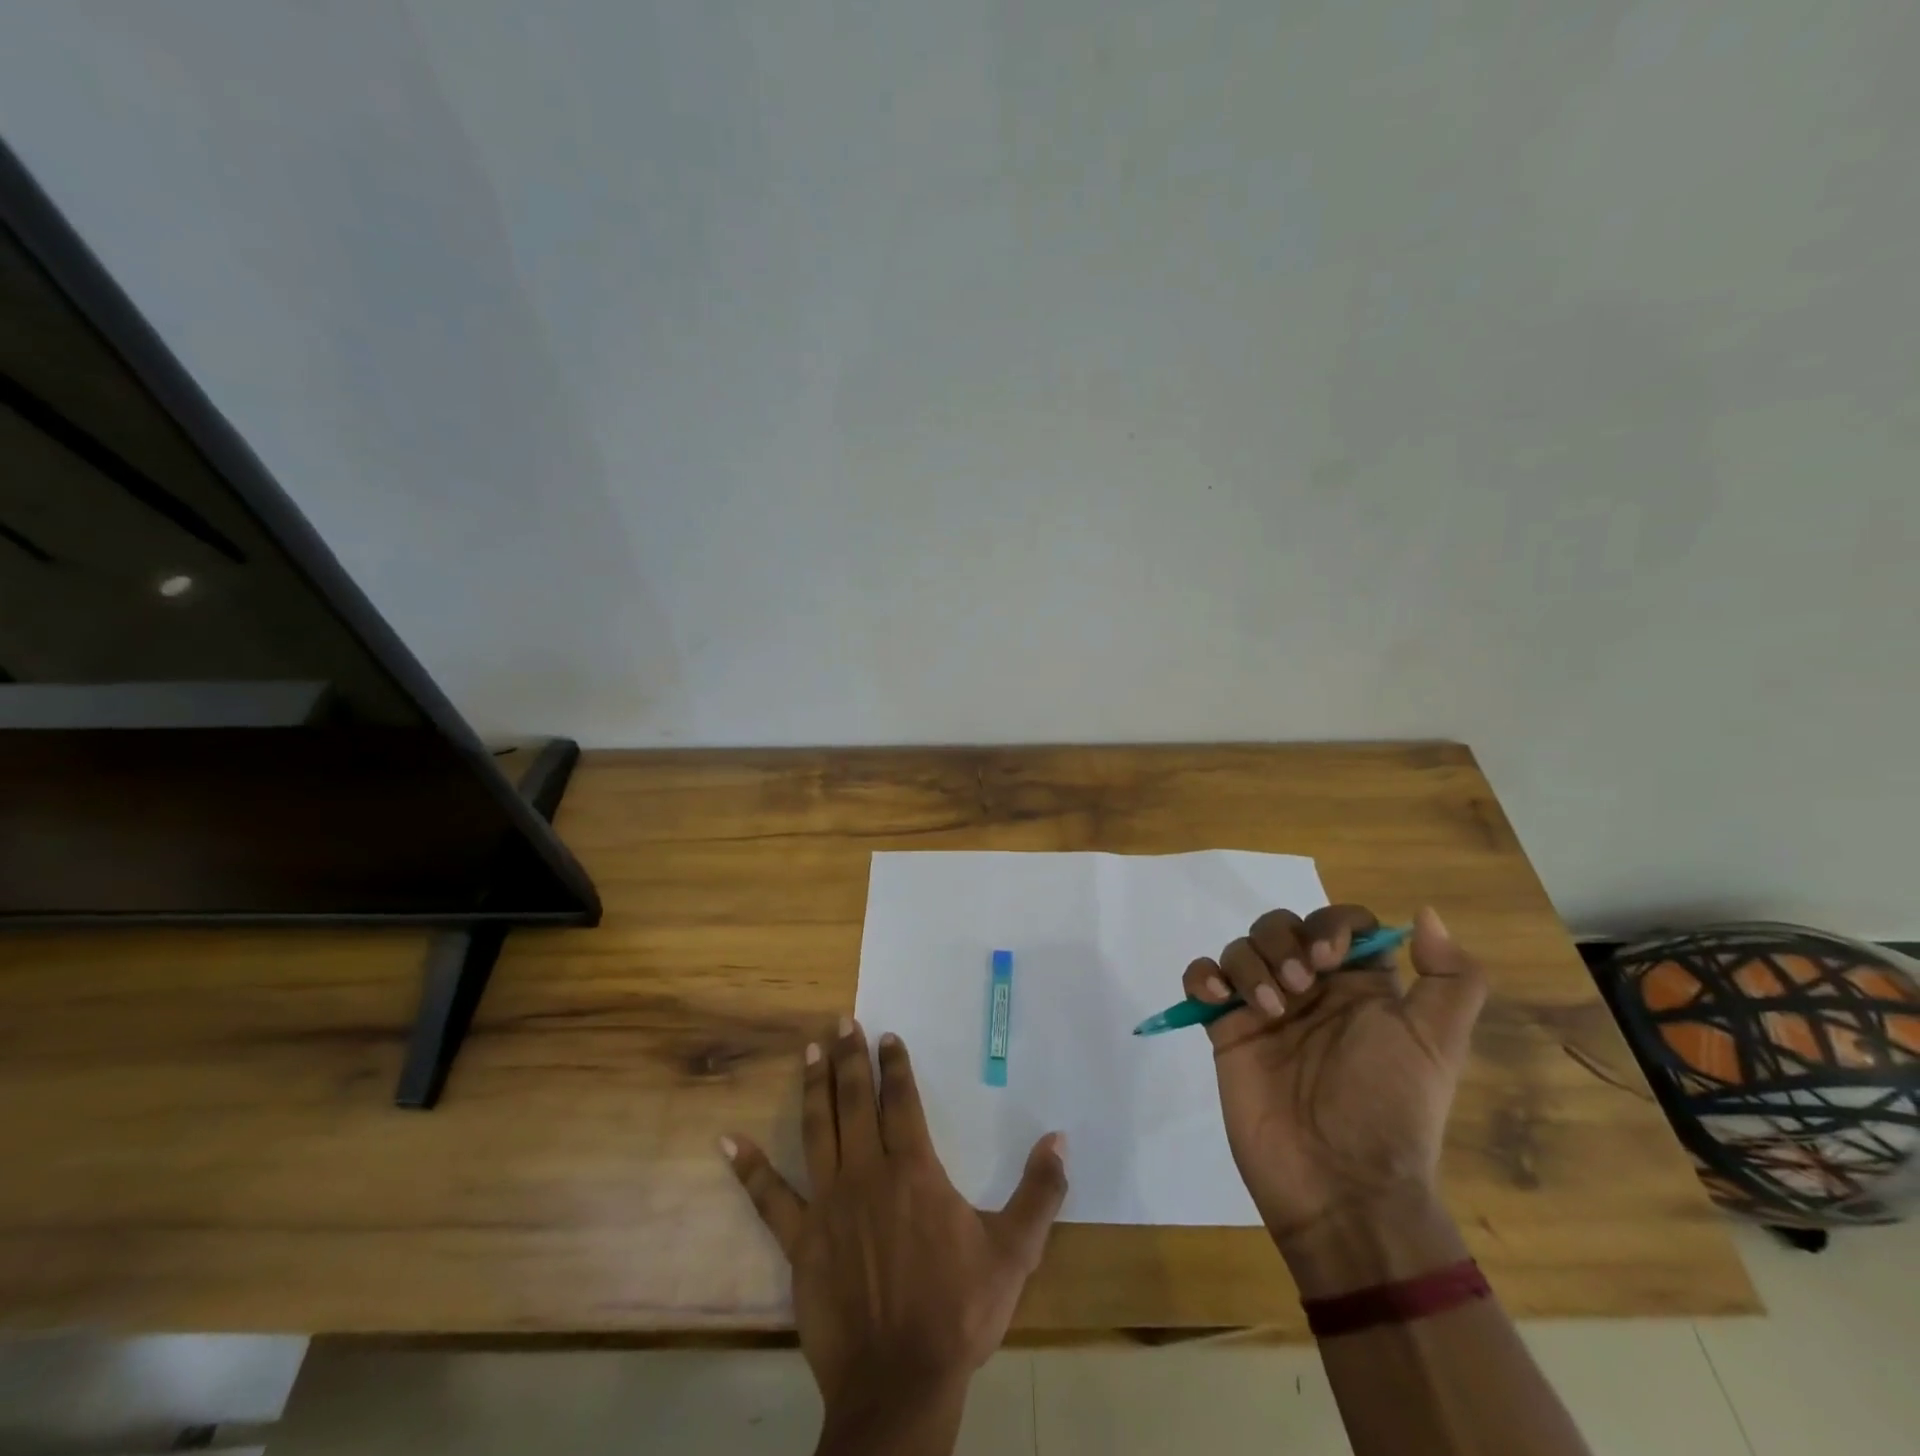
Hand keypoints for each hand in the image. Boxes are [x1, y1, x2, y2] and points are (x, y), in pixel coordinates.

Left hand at [722, 1019, 1067, 1426]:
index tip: (886, 1035)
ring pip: (817, 1130)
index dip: (894, 1064)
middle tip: (841, 1020)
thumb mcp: (1013, 1252)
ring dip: (813, 1087)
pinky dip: (748, 1168)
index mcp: (914, 1169)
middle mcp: (867, 1173)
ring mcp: (828, 1204)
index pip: (901, 1100)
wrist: (900, 1384)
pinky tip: (727, 1141)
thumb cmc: (958, 1312)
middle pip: (854, 1102)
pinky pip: (768, 1198)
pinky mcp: (800, 1240)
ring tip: (810, 1051)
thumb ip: (1040, 1192)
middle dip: (849, 1058)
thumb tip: (1060, 1138)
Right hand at [1184, 905, 1485, 1260]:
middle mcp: (1310, 989)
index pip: (1340, 923)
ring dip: (1249, 964)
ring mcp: (1263, 1008)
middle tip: (1298, 989)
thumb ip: (1451, 979)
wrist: (1339, 1184)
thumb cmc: (1388, 1108)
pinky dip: (1202, 975)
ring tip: (1266, 1010)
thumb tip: (1425, 913)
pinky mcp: (1225, 1029)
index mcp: (1359, 987)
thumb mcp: (1439, 1045)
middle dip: (1283, 944)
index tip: (1328, 959)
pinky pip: (1201, 978)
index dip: (1331, 926)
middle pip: (1282, 926)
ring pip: (1241, 947)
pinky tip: (1216, 998)